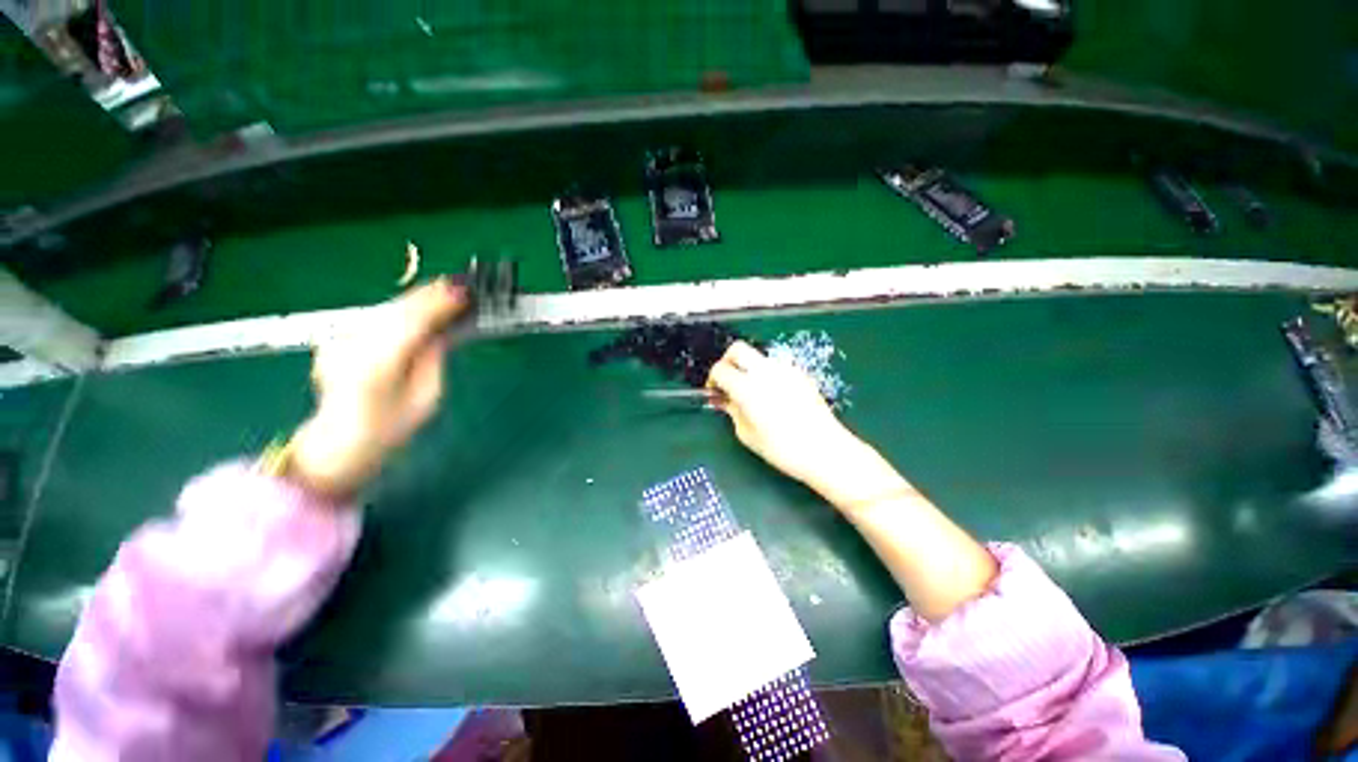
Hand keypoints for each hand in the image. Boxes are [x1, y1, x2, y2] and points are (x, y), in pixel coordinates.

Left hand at [287, 280, 466, 500]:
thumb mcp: (426, 396)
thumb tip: (440, 331)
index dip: (439, 303)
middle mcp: (351, 347)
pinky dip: (399, 310)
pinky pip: (375, 317)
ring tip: (444, 292)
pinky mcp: (336, 339)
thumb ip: (432, 358)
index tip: (465, 292)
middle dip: (430, 295)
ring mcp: (339, 341)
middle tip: (460, 286)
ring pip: (384, 309)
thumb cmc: (391, 427)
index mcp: (376, 366)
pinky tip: (416, 309)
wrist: (338, 441)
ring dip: (416, 300)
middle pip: (395, 310)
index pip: (411, 322)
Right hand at [706, 342, 852, 485]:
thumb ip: (732, 411)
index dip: (712, 379)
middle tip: (728, 381)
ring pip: (758, 357)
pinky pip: (775, 367)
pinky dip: (766, 374)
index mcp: (747, 387)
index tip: (715, 392)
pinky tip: (771, 396)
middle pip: (738, 349)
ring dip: (748, 367)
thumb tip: (723, 400)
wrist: (825, 450)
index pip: (720, 369)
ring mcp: (785, 370)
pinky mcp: (800, 374)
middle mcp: (765, 371)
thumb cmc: (782, 448)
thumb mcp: (747, 434)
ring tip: (751, 391)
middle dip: (727, 361)